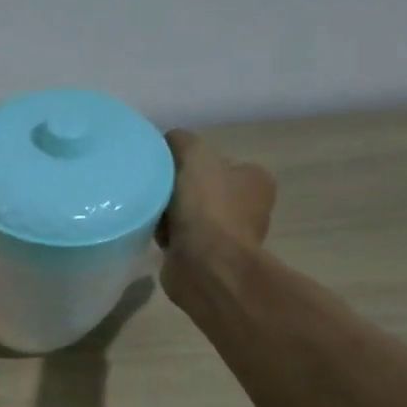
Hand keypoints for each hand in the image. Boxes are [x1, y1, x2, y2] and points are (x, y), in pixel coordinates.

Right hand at [157, 129, 277, 310]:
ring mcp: (229, 235)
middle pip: (201, 188)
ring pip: (189, 214)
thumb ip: (181, 141)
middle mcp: (248, 207)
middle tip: (155, 192)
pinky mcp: (208, 257)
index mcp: (255, 179)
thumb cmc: (207, 208)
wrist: (205, 265)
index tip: (166, 170)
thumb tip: (168, 140)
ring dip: (169, 215)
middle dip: (177, 190)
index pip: (217, 162)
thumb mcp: (194, 157)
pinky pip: (181, 238)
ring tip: (151, 214)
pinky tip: (154, 235)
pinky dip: (167, 236)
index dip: (189, 163)